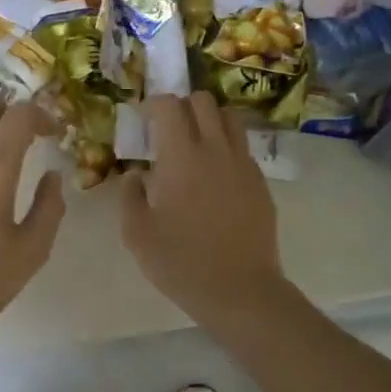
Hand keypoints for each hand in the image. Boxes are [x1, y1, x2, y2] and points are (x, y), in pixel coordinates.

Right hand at [120, 93, 283, 325]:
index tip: (142, 118)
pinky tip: (215, 175)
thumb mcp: (137, 233)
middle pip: (203, 101)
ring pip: (229, 118)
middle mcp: (216, 149)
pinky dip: (226, 147)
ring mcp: (243, 164)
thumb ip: (130, 195)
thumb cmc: (181, 262)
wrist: (239, 291)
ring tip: (194, 144)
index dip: (152, 104)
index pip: (169, 105)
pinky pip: (242, 148)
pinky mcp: (260, 182)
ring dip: (209, 120)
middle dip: (181, 105)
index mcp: (181, 156)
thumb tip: (136, 174)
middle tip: (167, 129)